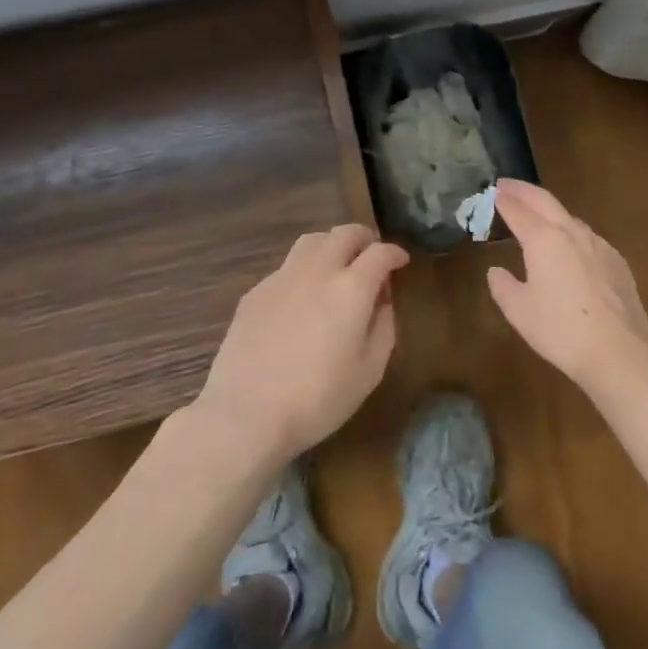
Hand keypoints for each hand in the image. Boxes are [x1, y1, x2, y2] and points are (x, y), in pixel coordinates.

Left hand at [194, 223, 409, 464]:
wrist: (246, 414)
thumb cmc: (318, 399)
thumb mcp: (369, 371)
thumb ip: (383, 328)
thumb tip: (382, 302)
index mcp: (351, 289)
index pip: (380, 253)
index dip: (395, 253)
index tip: (401, 262)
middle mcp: (317, 271)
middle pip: (344, 234)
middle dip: (364, 239)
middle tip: (372, 255)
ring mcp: (281, 278)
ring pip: (312, 241)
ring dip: (332, 245)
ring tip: (337, 265)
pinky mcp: (255, 292)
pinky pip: (287, 266)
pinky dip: (304, 270)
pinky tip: (302, 297)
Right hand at [486, 179, 647, 392]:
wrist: (619, 352)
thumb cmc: (560, 331)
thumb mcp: (519, 311)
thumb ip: (503, 286)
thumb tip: (496, 271)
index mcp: (544, 239)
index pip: (518, 210)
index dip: (503, 200)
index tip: (492, 192)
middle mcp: (573, 233)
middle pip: (545, 201)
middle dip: (524, 191)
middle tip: (507, 186)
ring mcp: (599, 245)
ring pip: (569, 218)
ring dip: (548, 210)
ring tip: (535, 215)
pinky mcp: (617, 261)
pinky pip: (588, 237)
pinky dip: (570, 231)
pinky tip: (569, 246)